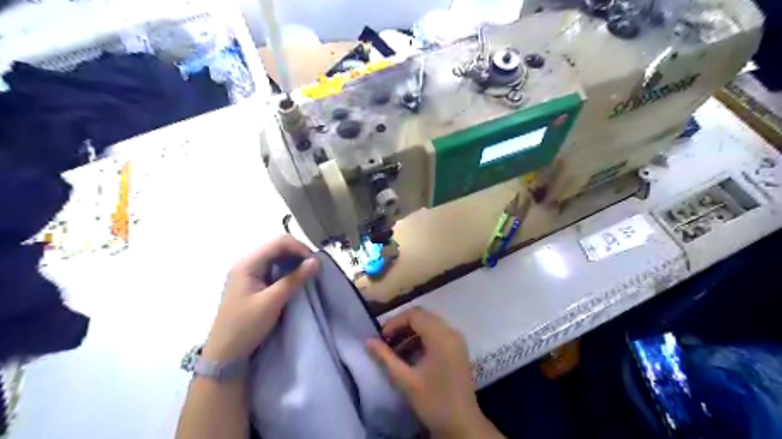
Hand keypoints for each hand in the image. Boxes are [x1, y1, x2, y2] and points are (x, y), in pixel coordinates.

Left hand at [205, 235, 321, 360]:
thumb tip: (316, 262)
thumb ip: (294, 279)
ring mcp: (249, 273)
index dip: (300, 248)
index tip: (315, 263)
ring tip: (308, 274)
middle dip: (298, 254)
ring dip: (294, 262)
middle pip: (277, 247)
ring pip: (277, 257)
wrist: (224, 355)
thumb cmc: (245, 327)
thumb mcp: (272, 302)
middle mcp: (247, 263)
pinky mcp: (252, 283)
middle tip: (314, 269)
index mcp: (248, 264)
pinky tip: (295, 280)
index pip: (279, 243)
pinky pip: (274, 268)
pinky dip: (287, 271)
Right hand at [367, 306, 500, 436]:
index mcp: (441, 337)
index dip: (395, 322)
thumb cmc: (433, 401)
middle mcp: (451, 332)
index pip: (415, 315)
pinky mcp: (457, 348)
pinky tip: (410, 353)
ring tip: (395, 348)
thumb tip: (368, 341)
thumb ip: (386, 358)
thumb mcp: (406, 380)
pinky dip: (422, 338)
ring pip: (430, 323)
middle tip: (385, 340)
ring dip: (411, 331)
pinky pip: (437, 332)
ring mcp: (456, 339)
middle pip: (423, 316)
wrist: (462, 425)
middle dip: (402, 325)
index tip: (381, 337)